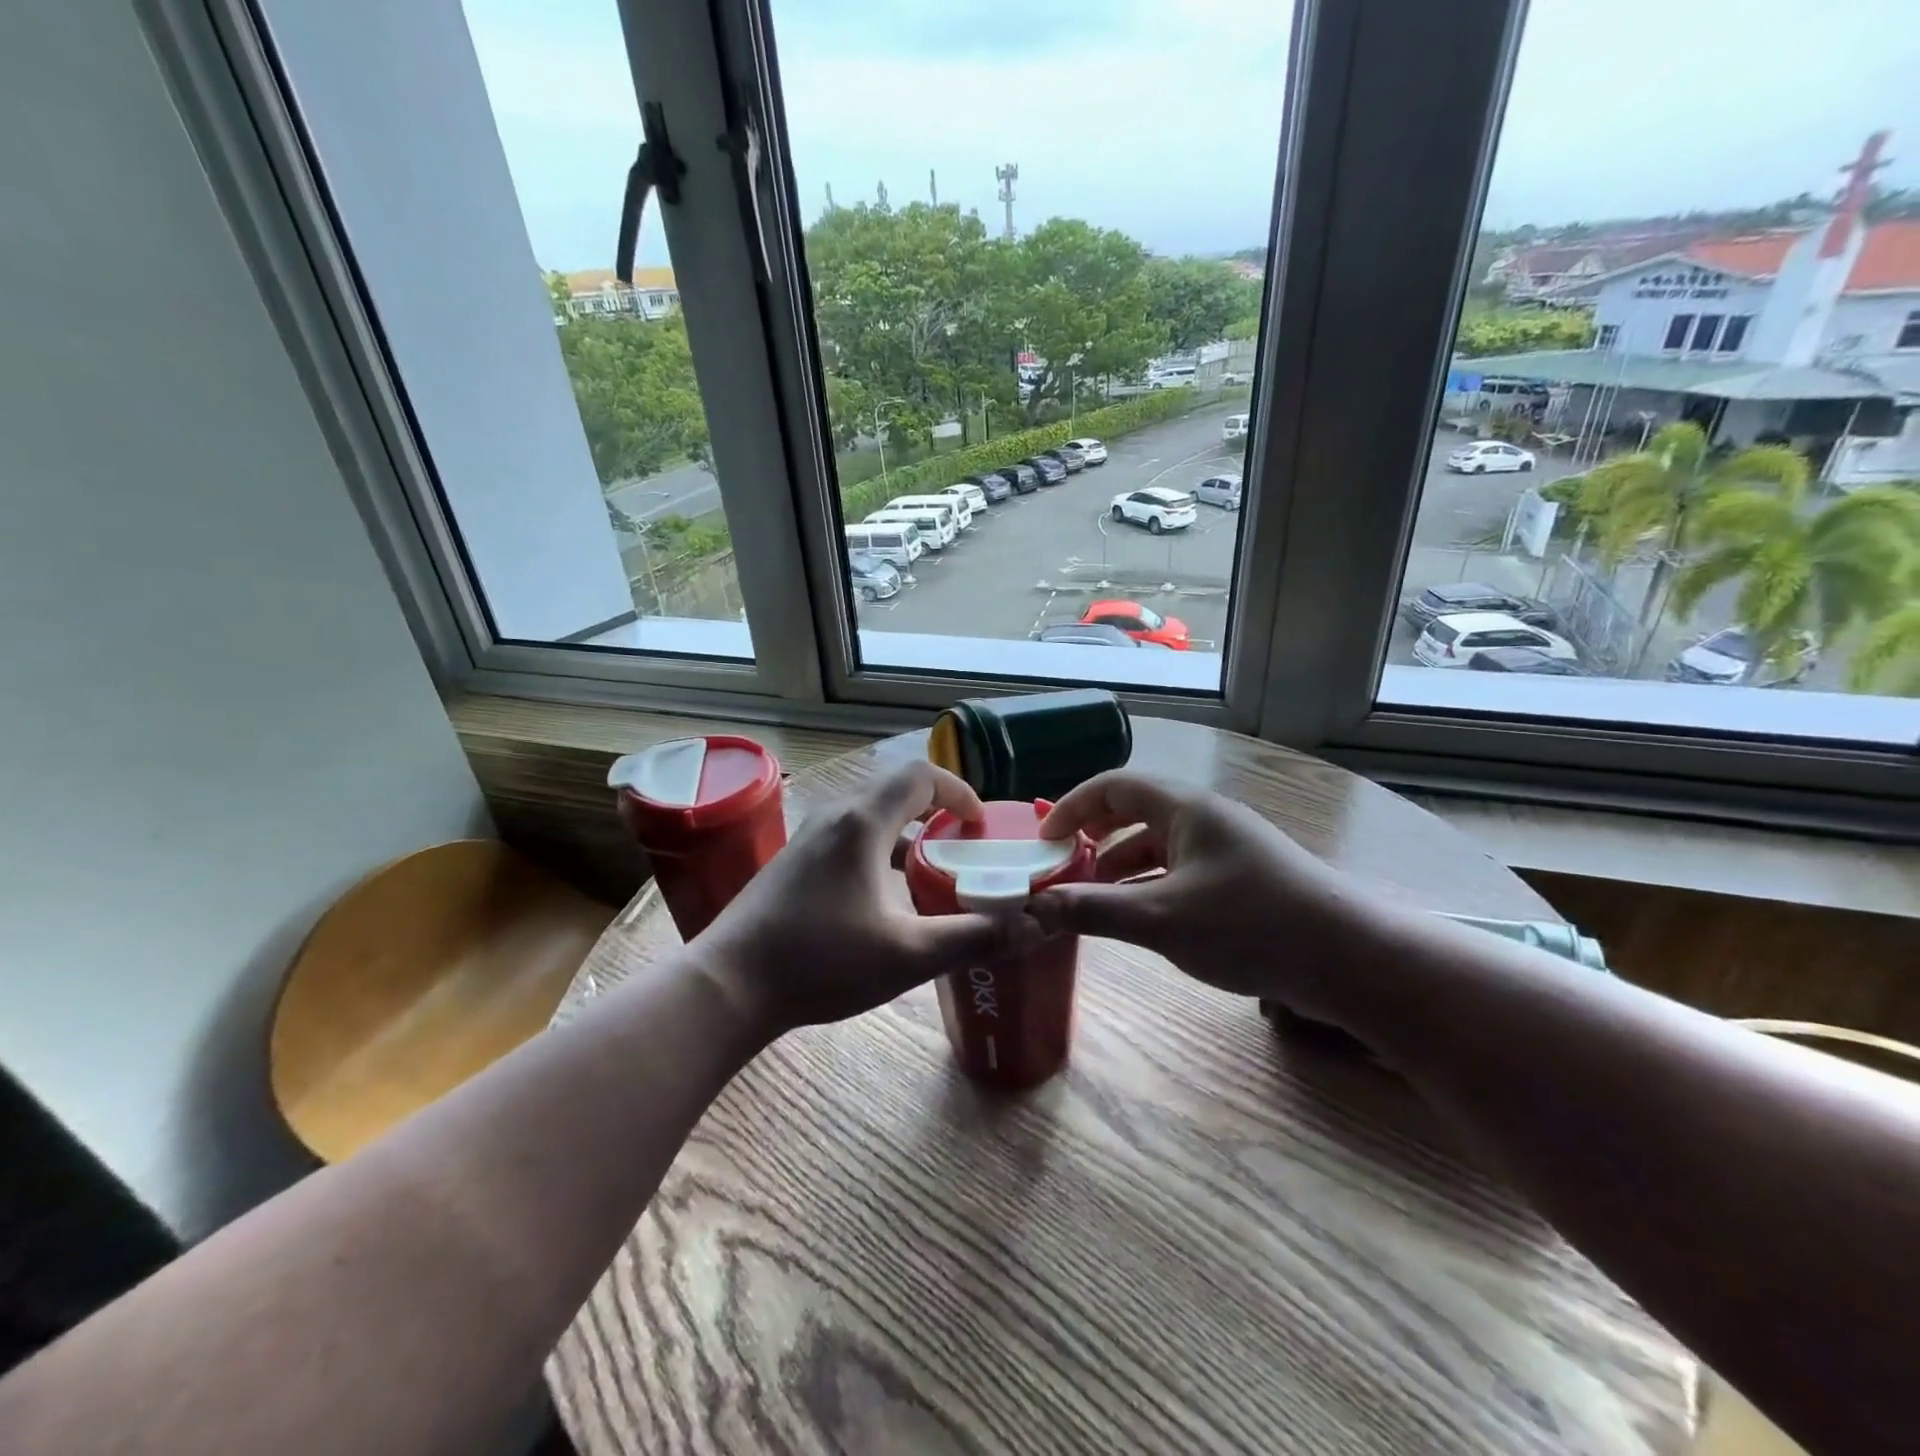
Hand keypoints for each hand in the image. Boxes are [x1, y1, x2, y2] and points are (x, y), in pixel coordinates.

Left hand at [694, 761, 1044, 1035]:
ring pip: (870, 819)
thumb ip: (973, 937)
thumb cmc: (821, 962)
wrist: (728, 986)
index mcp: (863, 823)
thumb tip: (1033, 927)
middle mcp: (834, 817)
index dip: (958, 791)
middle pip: (896, 794)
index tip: (980, 825)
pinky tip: (883, 902)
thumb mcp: (908, 954)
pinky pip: (848, 839)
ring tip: (930, 877)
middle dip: (937, 815)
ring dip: (906, 837)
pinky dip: (879, 853)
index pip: (920, 776)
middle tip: (965, 853)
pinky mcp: (792, 863)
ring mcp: (807, 839)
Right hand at [1027, 771, 1375, 1020]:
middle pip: (1134, 811)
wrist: (1347, 958)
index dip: (1073, 805)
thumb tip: (1034, 908)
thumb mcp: (1160, 919)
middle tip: (1061, 864)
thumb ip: (1094, 910)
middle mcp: (1203, 818)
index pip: (1114, 785)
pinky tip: (1136, 915)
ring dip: (1119, 864)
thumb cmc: (1248, 924)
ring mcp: (1224, 848)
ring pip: (1156, 844)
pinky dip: (1148, 884)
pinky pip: (1178, 869)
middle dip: (1093, 835)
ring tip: (1090, 896)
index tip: (1043, 838)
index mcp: (1184, 808)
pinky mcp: (1238, 879)